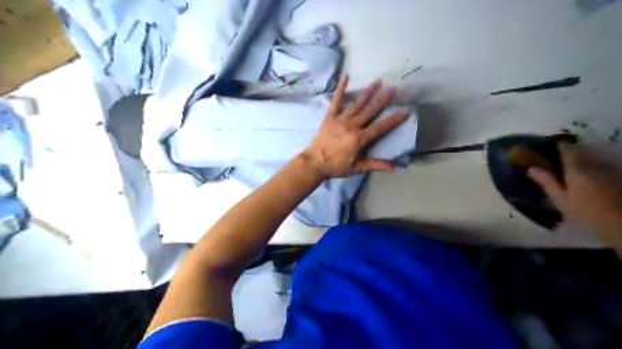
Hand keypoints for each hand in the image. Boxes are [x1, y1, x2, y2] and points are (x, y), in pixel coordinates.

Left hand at [301, 74, 408, 176]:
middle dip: (383, 100)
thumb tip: (395, 168)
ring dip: (368, 92)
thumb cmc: (336, 167)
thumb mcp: (357, 167)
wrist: (314, 163)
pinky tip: (345, 77)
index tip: (405, 110)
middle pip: (370, 111)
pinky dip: (340, 89)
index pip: (381, 127)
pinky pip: (336, 101)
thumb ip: (376, 165)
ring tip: (378, 81)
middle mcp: (352, 126)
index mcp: (360, 138)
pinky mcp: (329, 117)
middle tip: (393, 89)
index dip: (394, 119)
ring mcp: (340, 119)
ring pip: (357, 104)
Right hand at [526, 144, 621, 239]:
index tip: (548, 146)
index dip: (557, 146)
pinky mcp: (617, 179)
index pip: (567, 150)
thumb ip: (547, 182)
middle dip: (569, 154)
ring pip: (592, 160)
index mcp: (576, 169)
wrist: (621, 225)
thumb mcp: (561, 200)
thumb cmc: (585, 214)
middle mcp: (594, 166)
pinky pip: (601, 168)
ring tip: (571, 169)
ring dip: (581, 161)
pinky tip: (587, 179)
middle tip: (557, 159)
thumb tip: (531, 168)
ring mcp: (608, 172)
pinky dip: (592, 169)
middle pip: (581, 153)